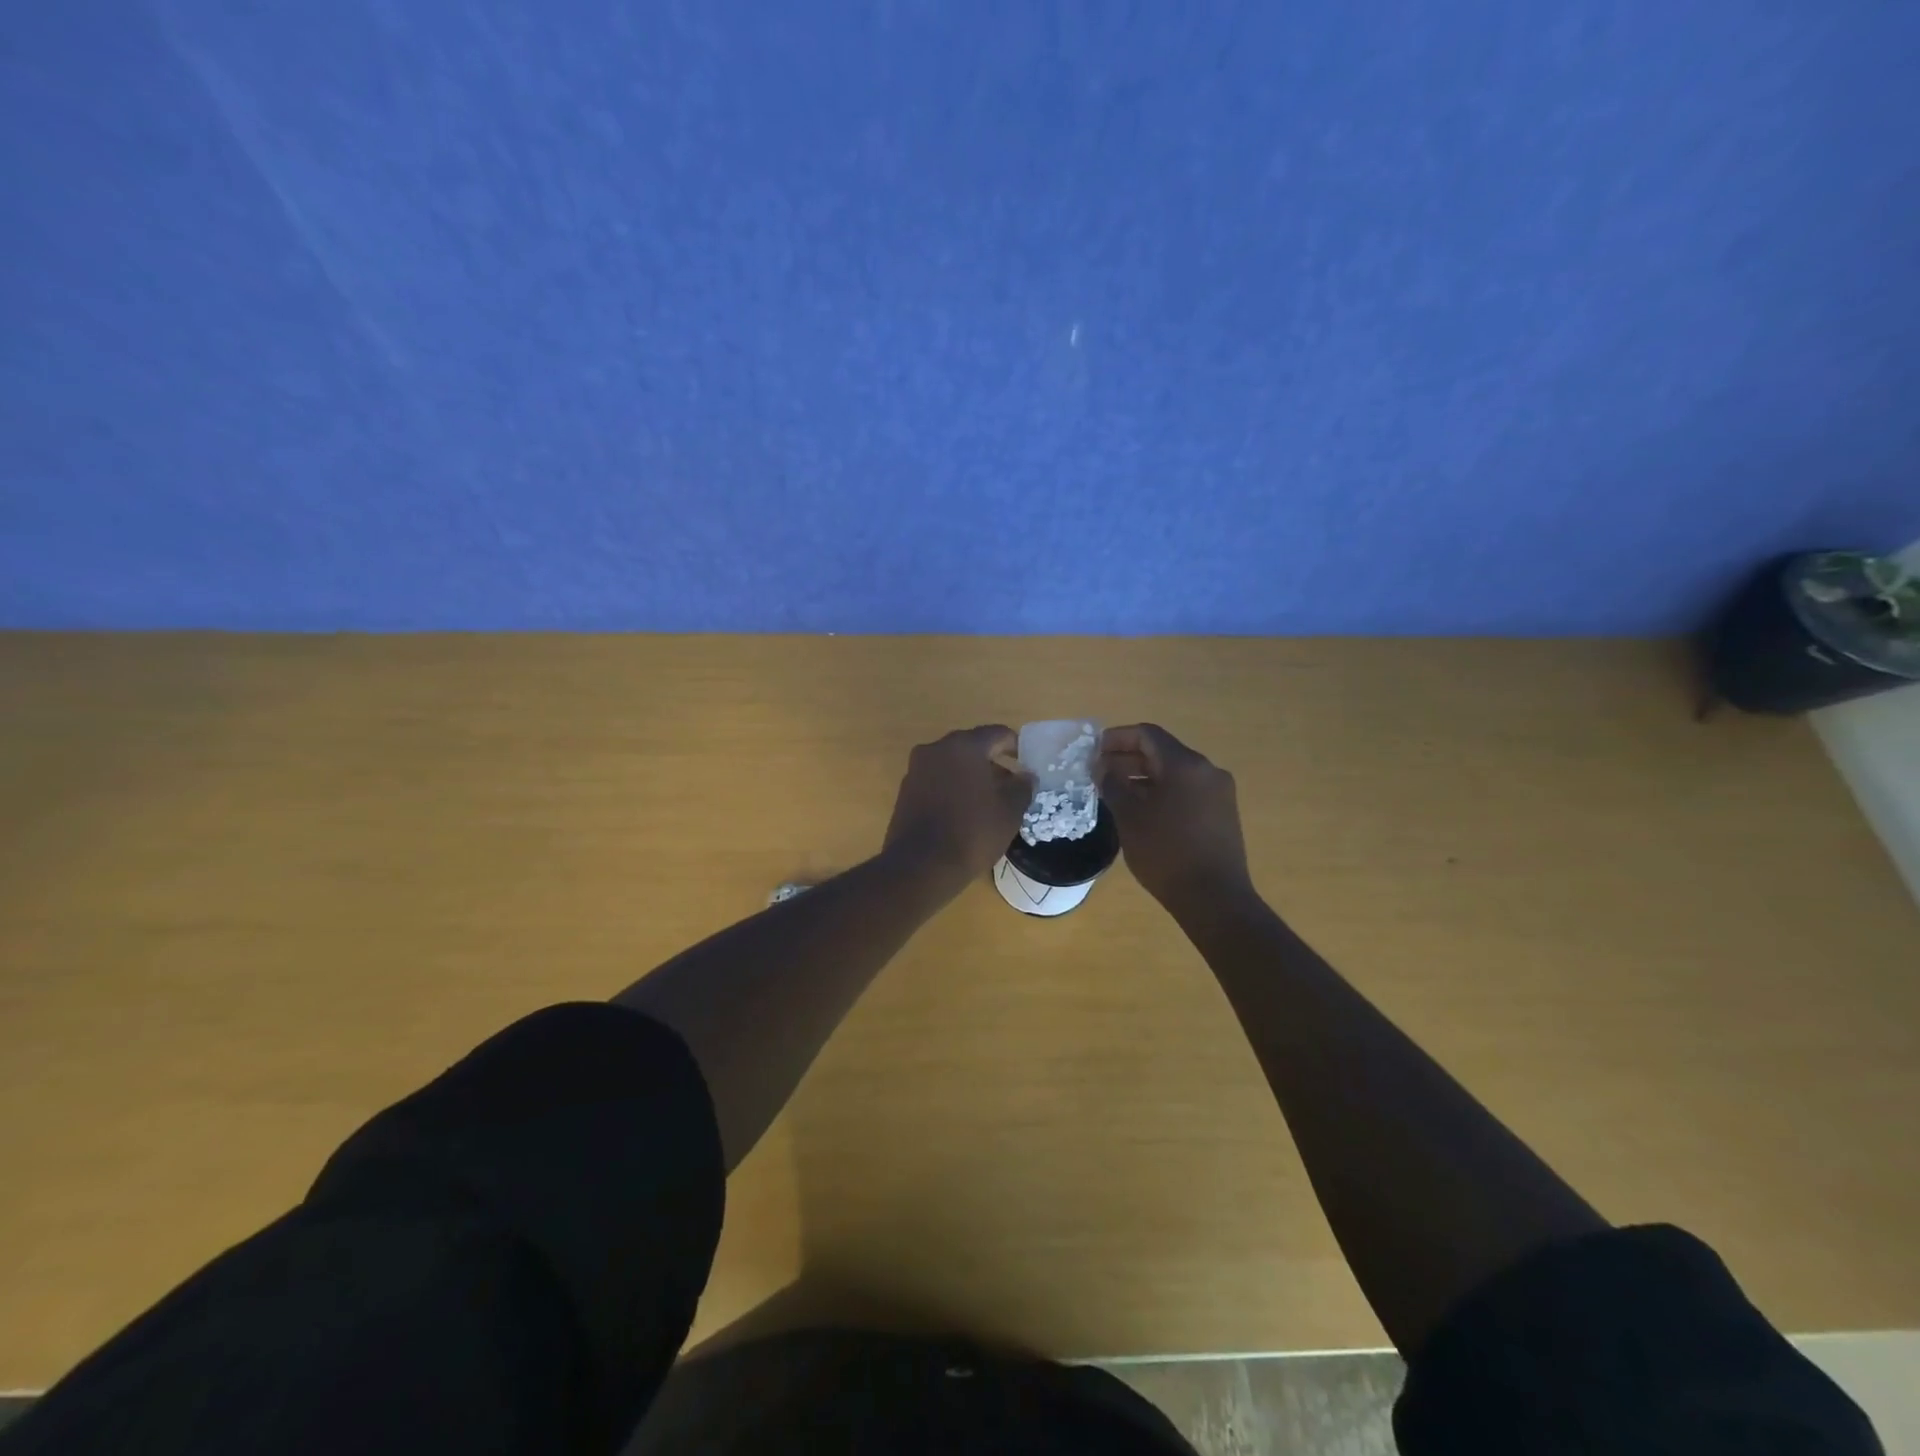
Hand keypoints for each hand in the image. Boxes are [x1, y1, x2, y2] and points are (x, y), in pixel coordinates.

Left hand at [884, 726, 1033, 891]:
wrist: (921, 865)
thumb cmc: (972, 831)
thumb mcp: (1010, 810)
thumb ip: (1022, 787)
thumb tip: (1026, 776)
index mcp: (964, 746)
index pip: (997, 734)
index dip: (1015, 746)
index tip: (1026, 763)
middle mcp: (936, 749)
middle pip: (971, 747)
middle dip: (992, 763)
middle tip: (1010, 785)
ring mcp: (916, 770)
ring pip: (951, 765)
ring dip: (971, 777)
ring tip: (988, 802)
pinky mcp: (905, 792)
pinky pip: (936, 781)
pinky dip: (952, 789)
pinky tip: (964, 812)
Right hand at [1097, 723, 1252, 910]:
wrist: (1214, 898)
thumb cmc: (1166, 853)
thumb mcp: (1130, 816)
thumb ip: (1112, 784)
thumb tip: (1102, 766)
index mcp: (1185, 764)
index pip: (1147, 734)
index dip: (1117, 738)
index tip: (1093, 751)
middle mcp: (1207, 770)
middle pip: (1162, 752)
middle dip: (1127, 758)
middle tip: (1098, 773)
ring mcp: (1219, 792)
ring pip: (1174, 773)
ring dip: (1143, 777)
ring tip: (1115, 793)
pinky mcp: (1222, 813)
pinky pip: (1187, 790)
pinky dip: (1162, 791)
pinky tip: (1142, 811)